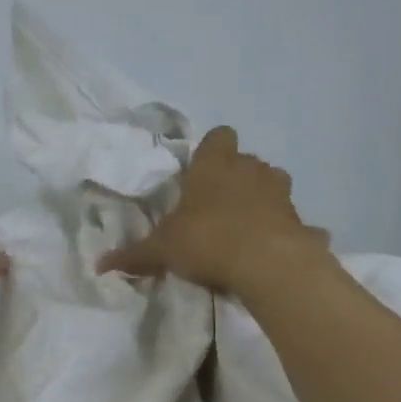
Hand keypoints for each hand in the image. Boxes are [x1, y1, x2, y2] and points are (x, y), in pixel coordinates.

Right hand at [98, 127, 327, 293]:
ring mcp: (281, 194)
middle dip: (234, 178)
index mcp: (215, 165)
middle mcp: (251, 170)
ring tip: (244, 228)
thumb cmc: (207, 240)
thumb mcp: (162, 249)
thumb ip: (134, 255)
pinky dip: (285, 233)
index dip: (211, 151)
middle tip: (215, 208)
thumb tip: (99, 265)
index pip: (219, 136)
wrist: (268, 265)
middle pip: (246, 161)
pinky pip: (293, 223)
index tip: (199, 174)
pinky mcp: (302, 222)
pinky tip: (274, 253)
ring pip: (272, 185)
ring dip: (261, 200)